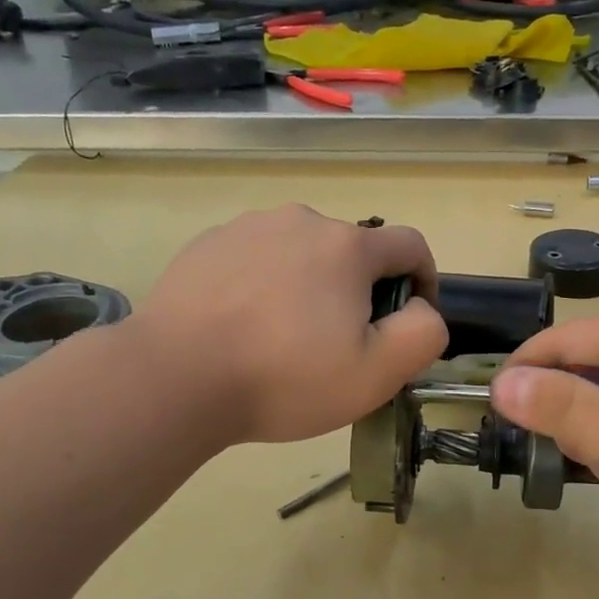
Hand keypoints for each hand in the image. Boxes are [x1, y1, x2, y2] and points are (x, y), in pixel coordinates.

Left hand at [136, 205, 447, 444]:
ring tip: (283, 339)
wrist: (174, 377)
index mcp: (347, 246)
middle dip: (359, 293)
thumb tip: (420, 309)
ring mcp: (248, 228)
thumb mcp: (376, 374)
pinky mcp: (208, 244)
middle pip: (352, 253)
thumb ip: (422, 334)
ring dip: (309, 287)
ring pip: (301, 255)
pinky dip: (264, 285)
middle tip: (336, 347)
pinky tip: (242, 327)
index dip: (424, 281)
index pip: (410, 245)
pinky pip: (256, 259)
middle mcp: (300, 221)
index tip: (408, 319)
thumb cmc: (284, 377)